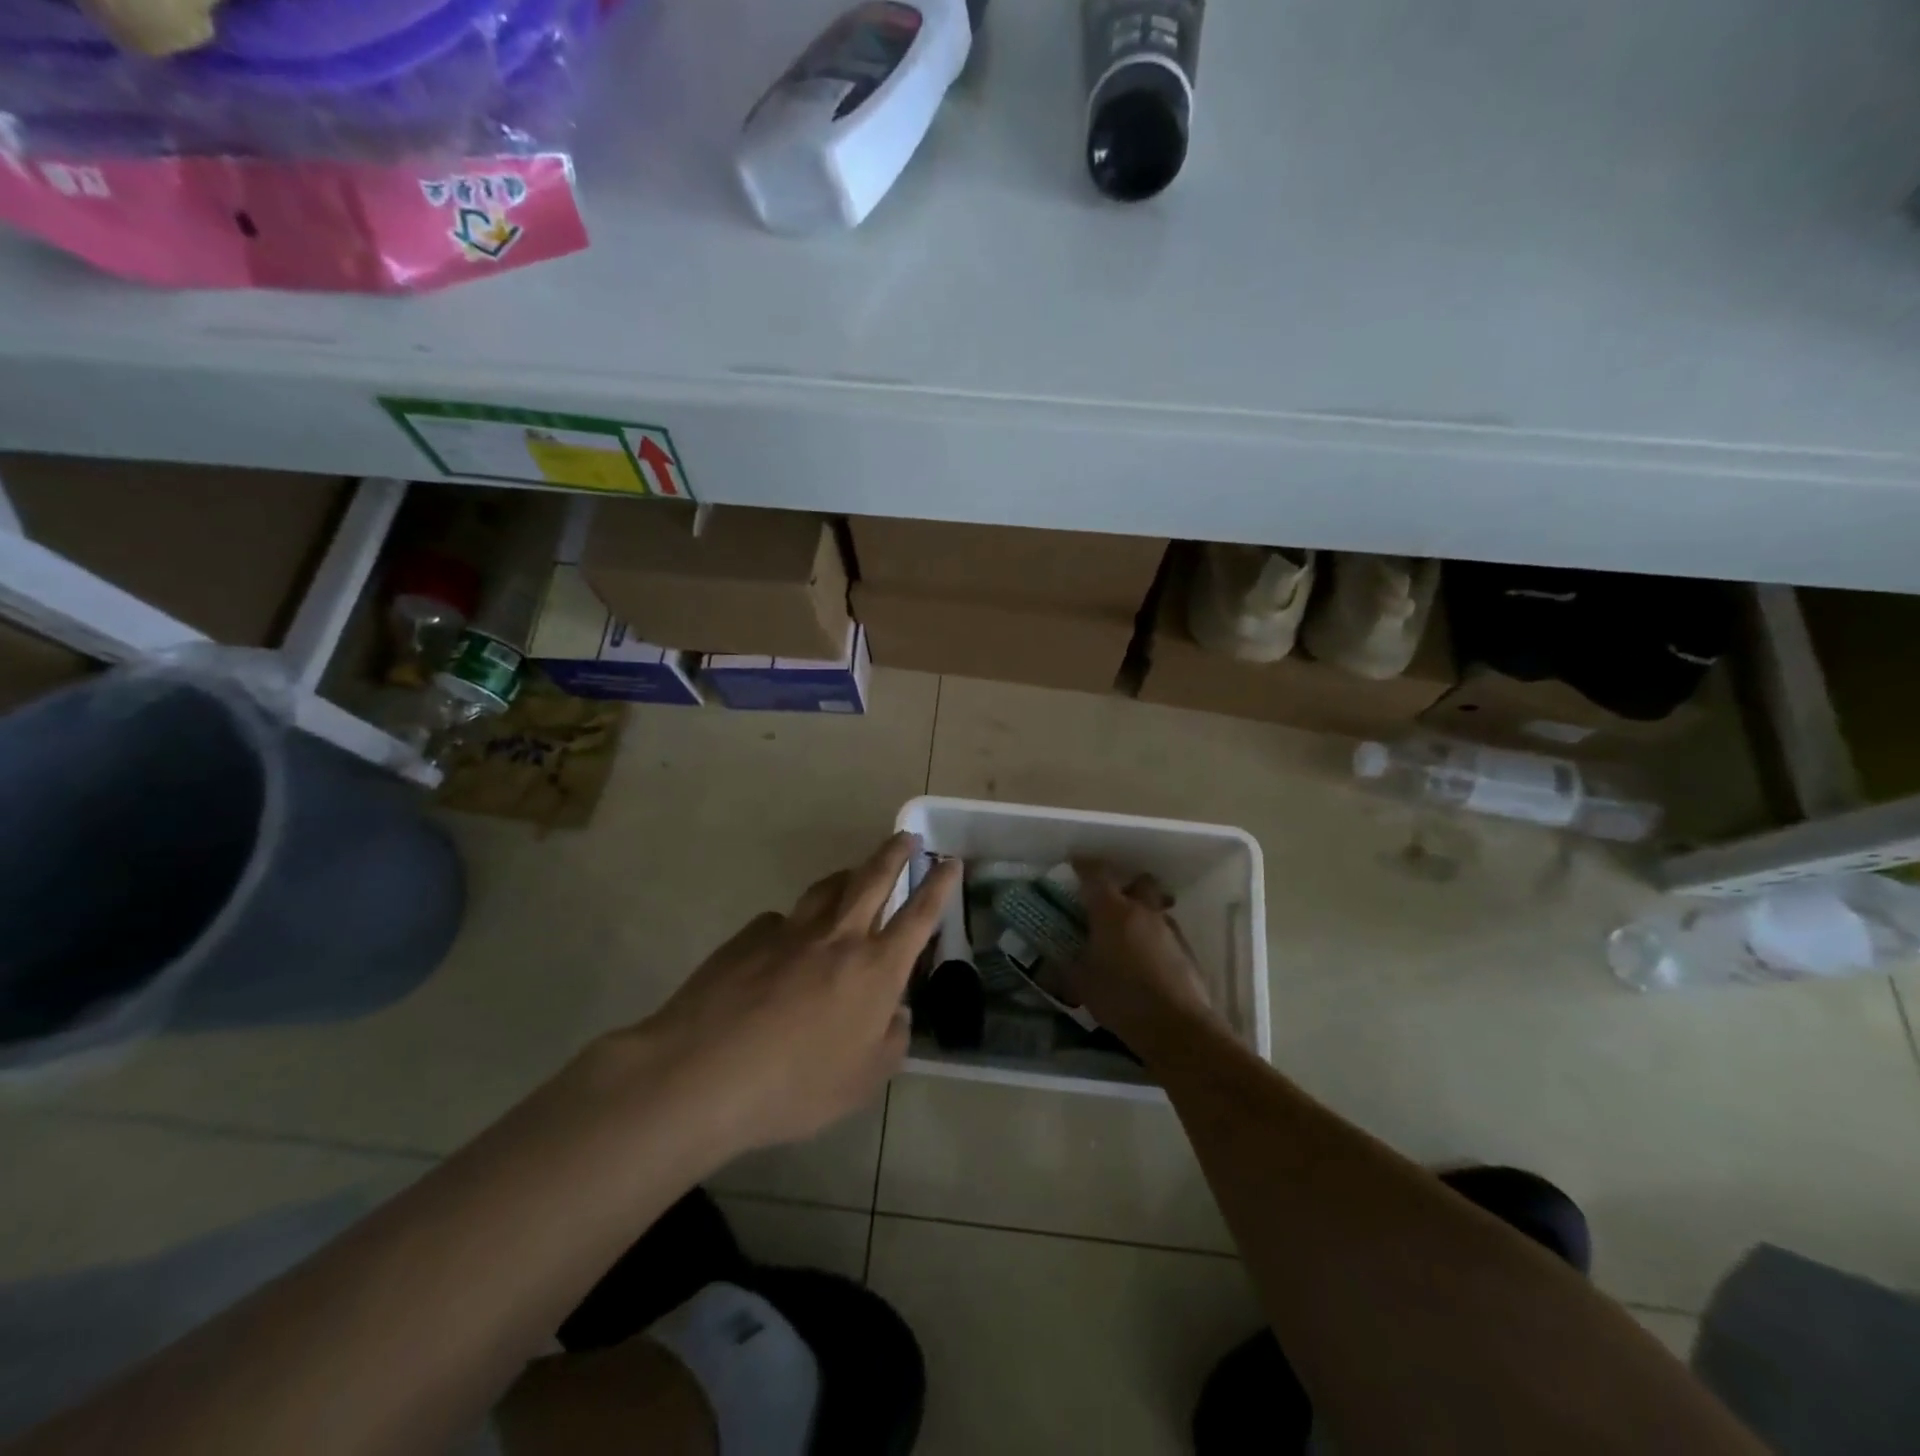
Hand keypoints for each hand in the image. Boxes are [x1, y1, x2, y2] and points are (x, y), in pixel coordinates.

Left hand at [618, 833, 959, 1155]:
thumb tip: (896, 1016)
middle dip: (894, 853)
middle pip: (873, 879)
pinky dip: (794, 925)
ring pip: (827, 888)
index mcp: (875, 969)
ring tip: (854, 873)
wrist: (704, 1073)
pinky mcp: (749, 937)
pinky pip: (781, 921)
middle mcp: (838, 937)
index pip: (919, 915)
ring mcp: (790, 931)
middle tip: (906, 837)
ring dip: (848, 874)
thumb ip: (890, 1043)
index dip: (939, 886)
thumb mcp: (862, 1082)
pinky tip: (784, 945)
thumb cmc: (795, 1086)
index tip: (950, 861)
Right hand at [1068, 860, 1223, 1051]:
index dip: (1084, 865)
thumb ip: (1065, 968)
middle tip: (1112, 903)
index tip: (1075, 863)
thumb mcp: (1081, 984)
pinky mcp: (1187, 952)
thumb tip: (1049, 965)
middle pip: (1139, 881)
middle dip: (1127, 886)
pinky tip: (1147, 965)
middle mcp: (1143, 912)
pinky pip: (1168, 935)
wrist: (1177, 1027)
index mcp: (1112, 911)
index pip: (1096, 874)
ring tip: (1128, 939)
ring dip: (1143, 915)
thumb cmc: (1121, 998)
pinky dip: (1156, 941)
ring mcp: (1169, 930)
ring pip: (1156, 909)